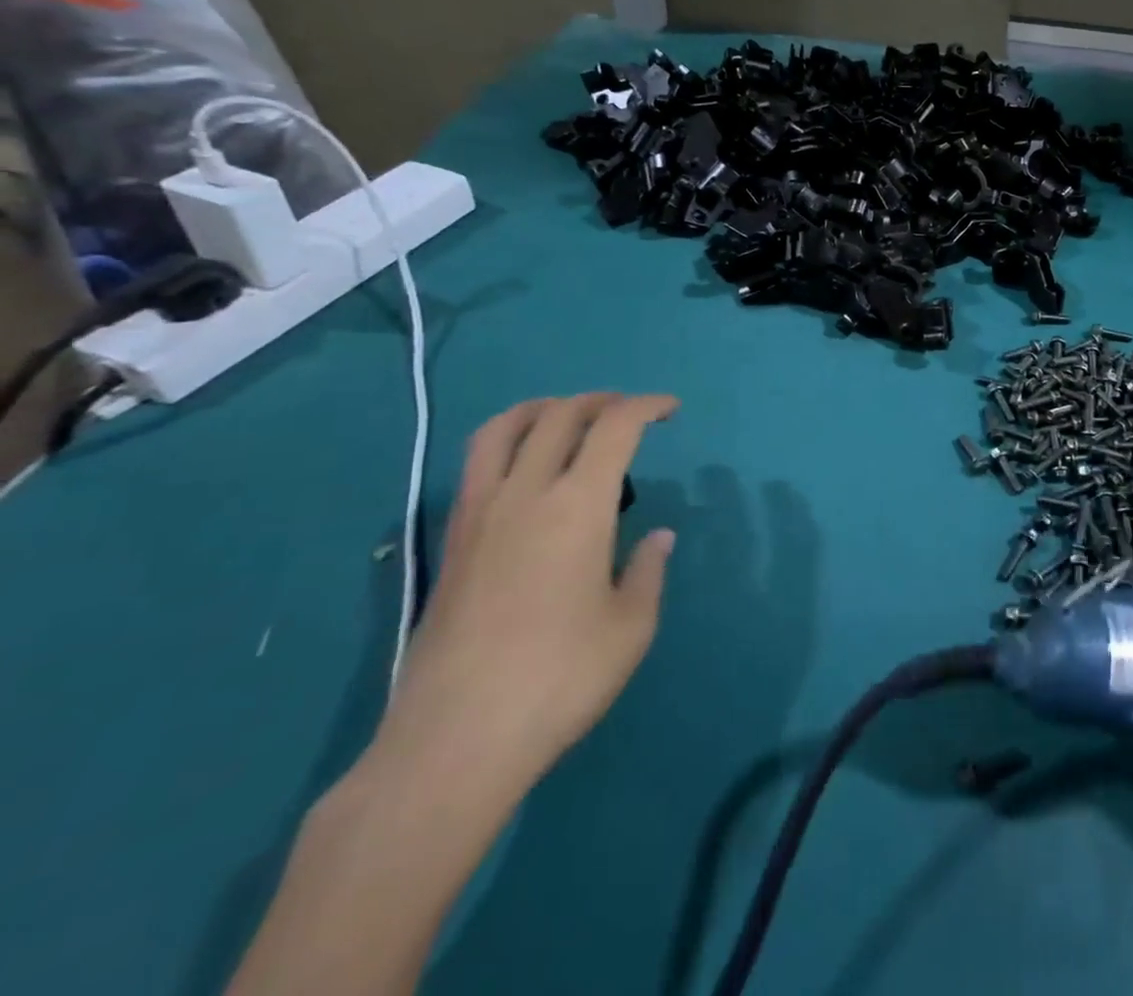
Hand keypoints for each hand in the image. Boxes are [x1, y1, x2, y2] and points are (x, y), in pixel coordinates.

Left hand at [377, 393, 680, 798]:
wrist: (453, 741)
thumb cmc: (559, 679)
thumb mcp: (630, 627)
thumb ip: (647, 571)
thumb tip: (657, 538)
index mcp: (578, 505)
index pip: (615, 427)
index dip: (647, 406)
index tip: (671, 410)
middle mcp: (525, 493)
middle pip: (561, 415)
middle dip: (602, 401)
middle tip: (631, 414)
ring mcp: (479, 514)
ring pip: (504, 428)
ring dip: (545, 408)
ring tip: (570, 417)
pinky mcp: (452, 541)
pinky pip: (478, 464)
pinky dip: (509, 441)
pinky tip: (527, 470)